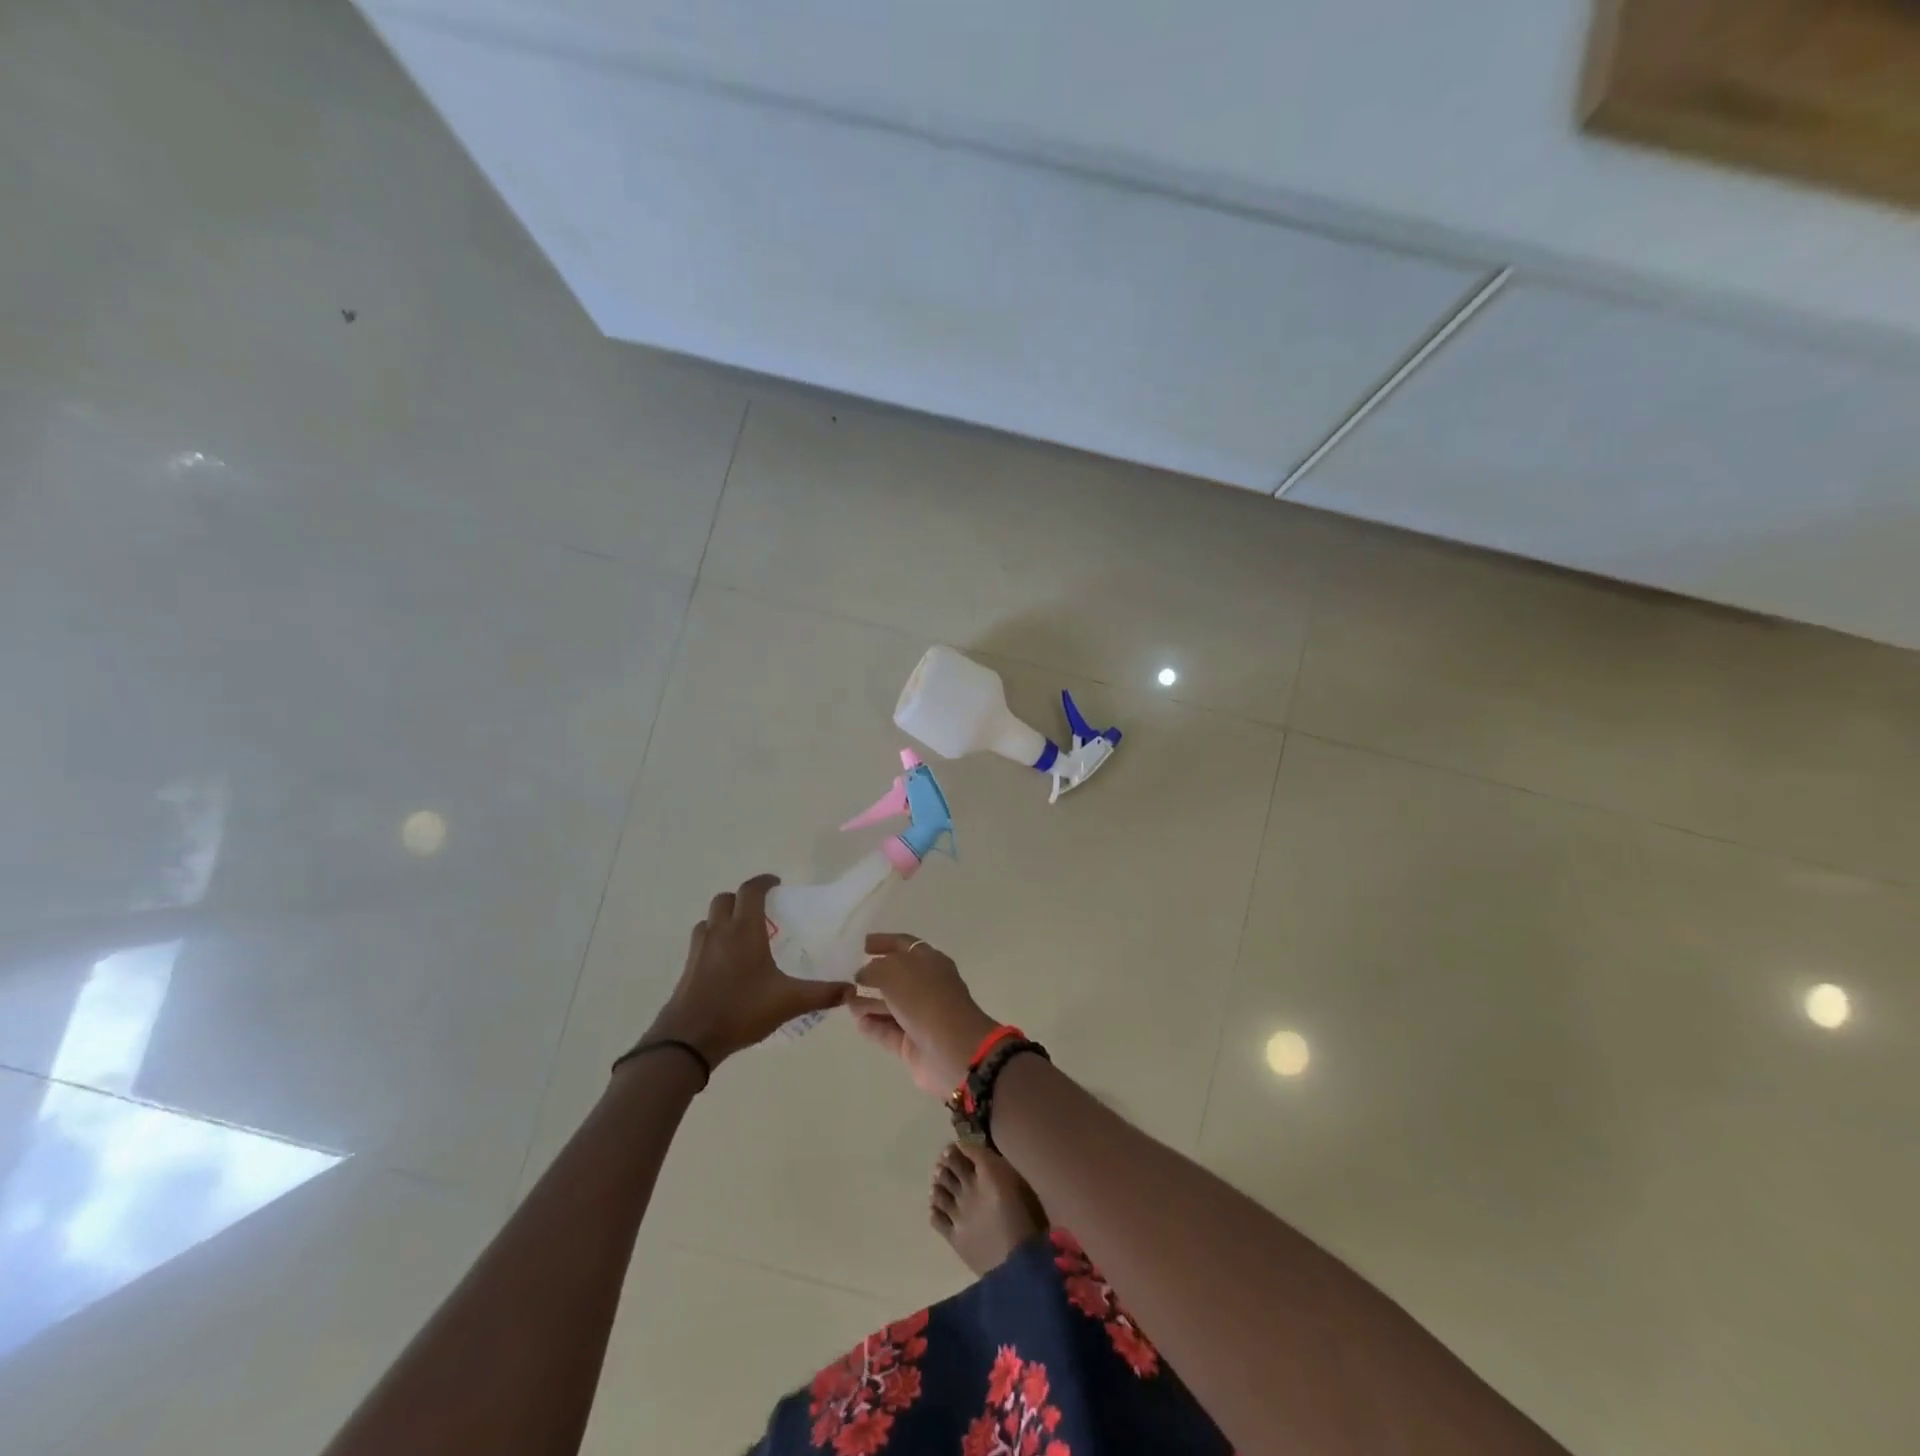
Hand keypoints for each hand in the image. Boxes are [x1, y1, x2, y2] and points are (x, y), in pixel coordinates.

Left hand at [642, 875, 853, 1068]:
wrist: (688, 1040)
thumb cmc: (740, 1010)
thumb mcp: (789, 1002)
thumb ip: (822, 993)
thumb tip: (851, 989)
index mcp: (744, 930)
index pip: (751, 890)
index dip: (764, 882)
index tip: (777, 884)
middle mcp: (720, 932)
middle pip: (726, 899)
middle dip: (742, 898)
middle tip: (761, 910)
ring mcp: (700, 949)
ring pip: (710, 919)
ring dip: (725, 917)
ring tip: (743, 934)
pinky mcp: (688, 967)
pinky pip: (702, 940)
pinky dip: (714, 939)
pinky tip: (727, 961)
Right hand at [850, 933, 998, 1097]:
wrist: (952, 1049)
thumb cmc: (925, 999)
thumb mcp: (894, 971)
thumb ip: (874, 968)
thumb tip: (863, 974)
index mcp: (930, 961)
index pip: (904, 945)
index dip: (883, 942)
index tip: (861, 944)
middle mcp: (926, 986)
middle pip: (895, 976)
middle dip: (872, 975)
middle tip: (846, 975)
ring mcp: (920, 1015)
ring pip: (889, 1004)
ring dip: (868, 1001)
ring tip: (844, 999)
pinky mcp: (912, 1043)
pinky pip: (887, 1030)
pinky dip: (873, 1025)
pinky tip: (857, 1022)